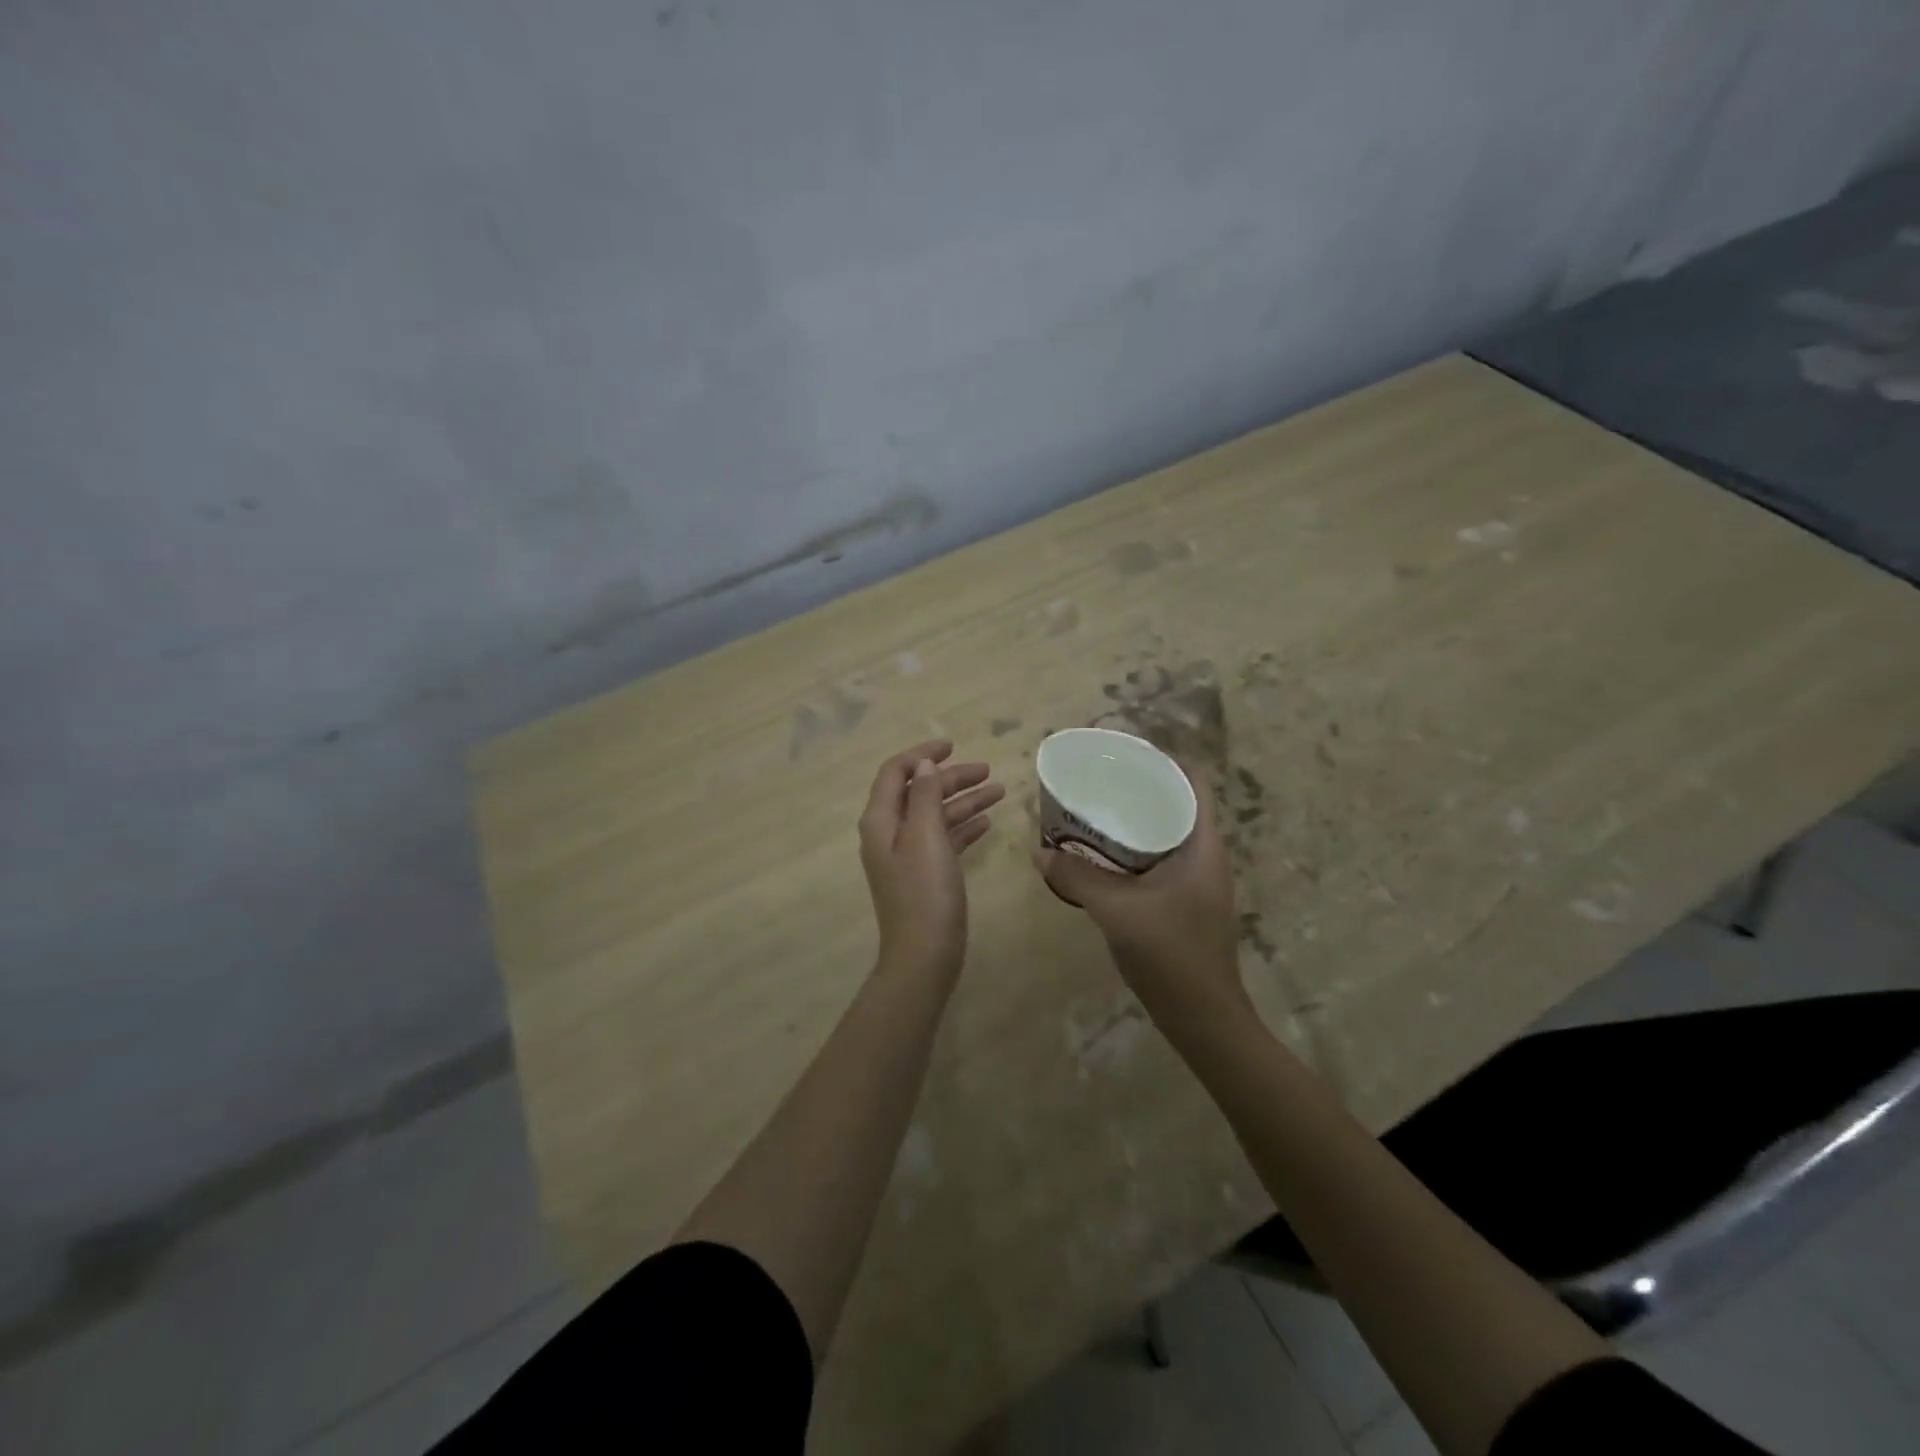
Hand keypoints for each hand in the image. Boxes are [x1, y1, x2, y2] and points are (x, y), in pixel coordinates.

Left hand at [859, 739, 1002, 982]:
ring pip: (935, 815)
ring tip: (999, 791)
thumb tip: (925, 763)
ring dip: (964, 801)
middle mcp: (889, 833)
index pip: (896, 772)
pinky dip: (963, 827)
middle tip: (988, 771)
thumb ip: (925, 796)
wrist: (924, 955)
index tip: (953, 744)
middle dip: (951, 778)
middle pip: (919, 792)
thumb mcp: (926, 837)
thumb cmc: (924, 892)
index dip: (922, 754)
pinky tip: (987, 822)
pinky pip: (943, 839)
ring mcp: (906, 855)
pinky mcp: (924, 874)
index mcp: (880, 820)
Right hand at [1031, 767, 1247, 1022]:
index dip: (1163, 761)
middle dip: (1139, 788)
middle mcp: (1204, 856)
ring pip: (1164, 834)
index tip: (1123, 754)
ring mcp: (1195, 882)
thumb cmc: (1171, 955)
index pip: (1193, 783)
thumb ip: (1077, 876)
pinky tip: (1100, 857)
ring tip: (1094, 810)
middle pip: (1175, 804)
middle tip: (1098, 780)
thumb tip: (1039, 850)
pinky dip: (1130, 850)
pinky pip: (1156, 860)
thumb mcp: (1117, 910)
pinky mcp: (1182, 902)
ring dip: (1133, 820)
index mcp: (1202, 846)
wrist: (1203, 1019)